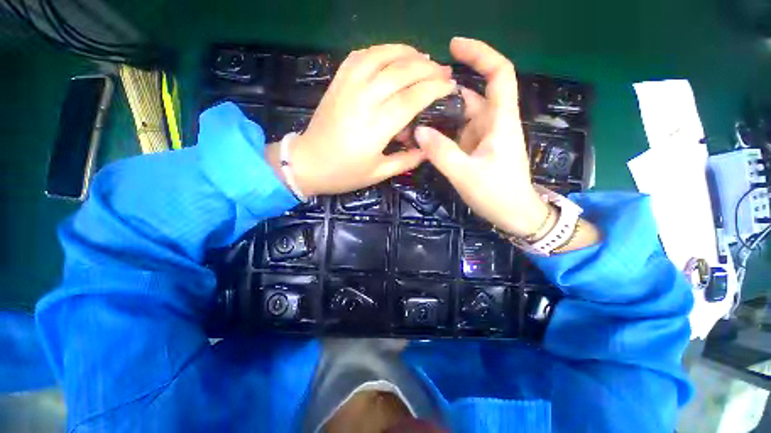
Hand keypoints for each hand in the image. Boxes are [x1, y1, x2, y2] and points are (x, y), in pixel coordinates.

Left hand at [268, 44, 454, 196]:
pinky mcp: (337, 82)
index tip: (451, 86)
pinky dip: (381, 50)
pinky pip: (360, 55)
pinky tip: (392, 56)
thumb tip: (428, 148)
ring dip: (407, 52)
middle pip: (401, 71)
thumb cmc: (344, 173)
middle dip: (428, 68)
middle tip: (443, 71)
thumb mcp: (379, 174)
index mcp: (376, 127)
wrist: (308, 163)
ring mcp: (348, 87)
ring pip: (382, 55)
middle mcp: (364, 100)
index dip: (435, 88)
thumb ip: (407, 160)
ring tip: (423, 58)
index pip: (413, 97)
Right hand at [414, 37, 548, 236]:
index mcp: (500, 121)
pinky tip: (422, 136)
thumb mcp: (466, 175)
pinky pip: (455, 134)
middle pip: (470, 96)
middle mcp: (492, 123)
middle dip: (444, 92)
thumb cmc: (497, 194)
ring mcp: (482, 137)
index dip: (480, 54)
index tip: (453, 46)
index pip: (498, 74)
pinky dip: (440, 132)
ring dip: (438, 115)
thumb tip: (418, 131)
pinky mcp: (474, 149)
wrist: (513, 215)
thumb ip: (441, 153)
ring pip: (459, 117)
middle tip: (415, 94)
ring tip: (412, 117)